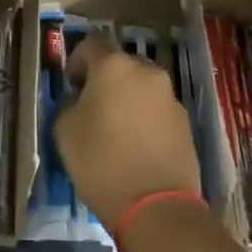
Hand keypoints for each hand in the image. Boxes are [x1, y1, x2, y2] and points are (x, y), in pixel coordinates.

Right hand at [54, 41, 200, 229]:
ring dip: (128, 97)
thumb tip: (81, 100)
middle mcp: (146, 72)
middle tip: (93, 105)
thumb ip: (70, 104)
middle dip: (106, 78)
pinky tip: (136, 144)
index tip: (71, 85)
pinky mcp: (185, 122)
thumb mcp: (65, 130)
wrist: (156, 207)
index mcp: (113, 66)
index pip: (91, 43)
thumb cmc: (101, 162)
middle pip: (121, 63)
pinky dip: (145, 117)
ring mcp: (170, 97)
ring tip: (116, 128)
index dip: (77, 61)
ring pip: (142, 85)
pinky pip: (157, 108)